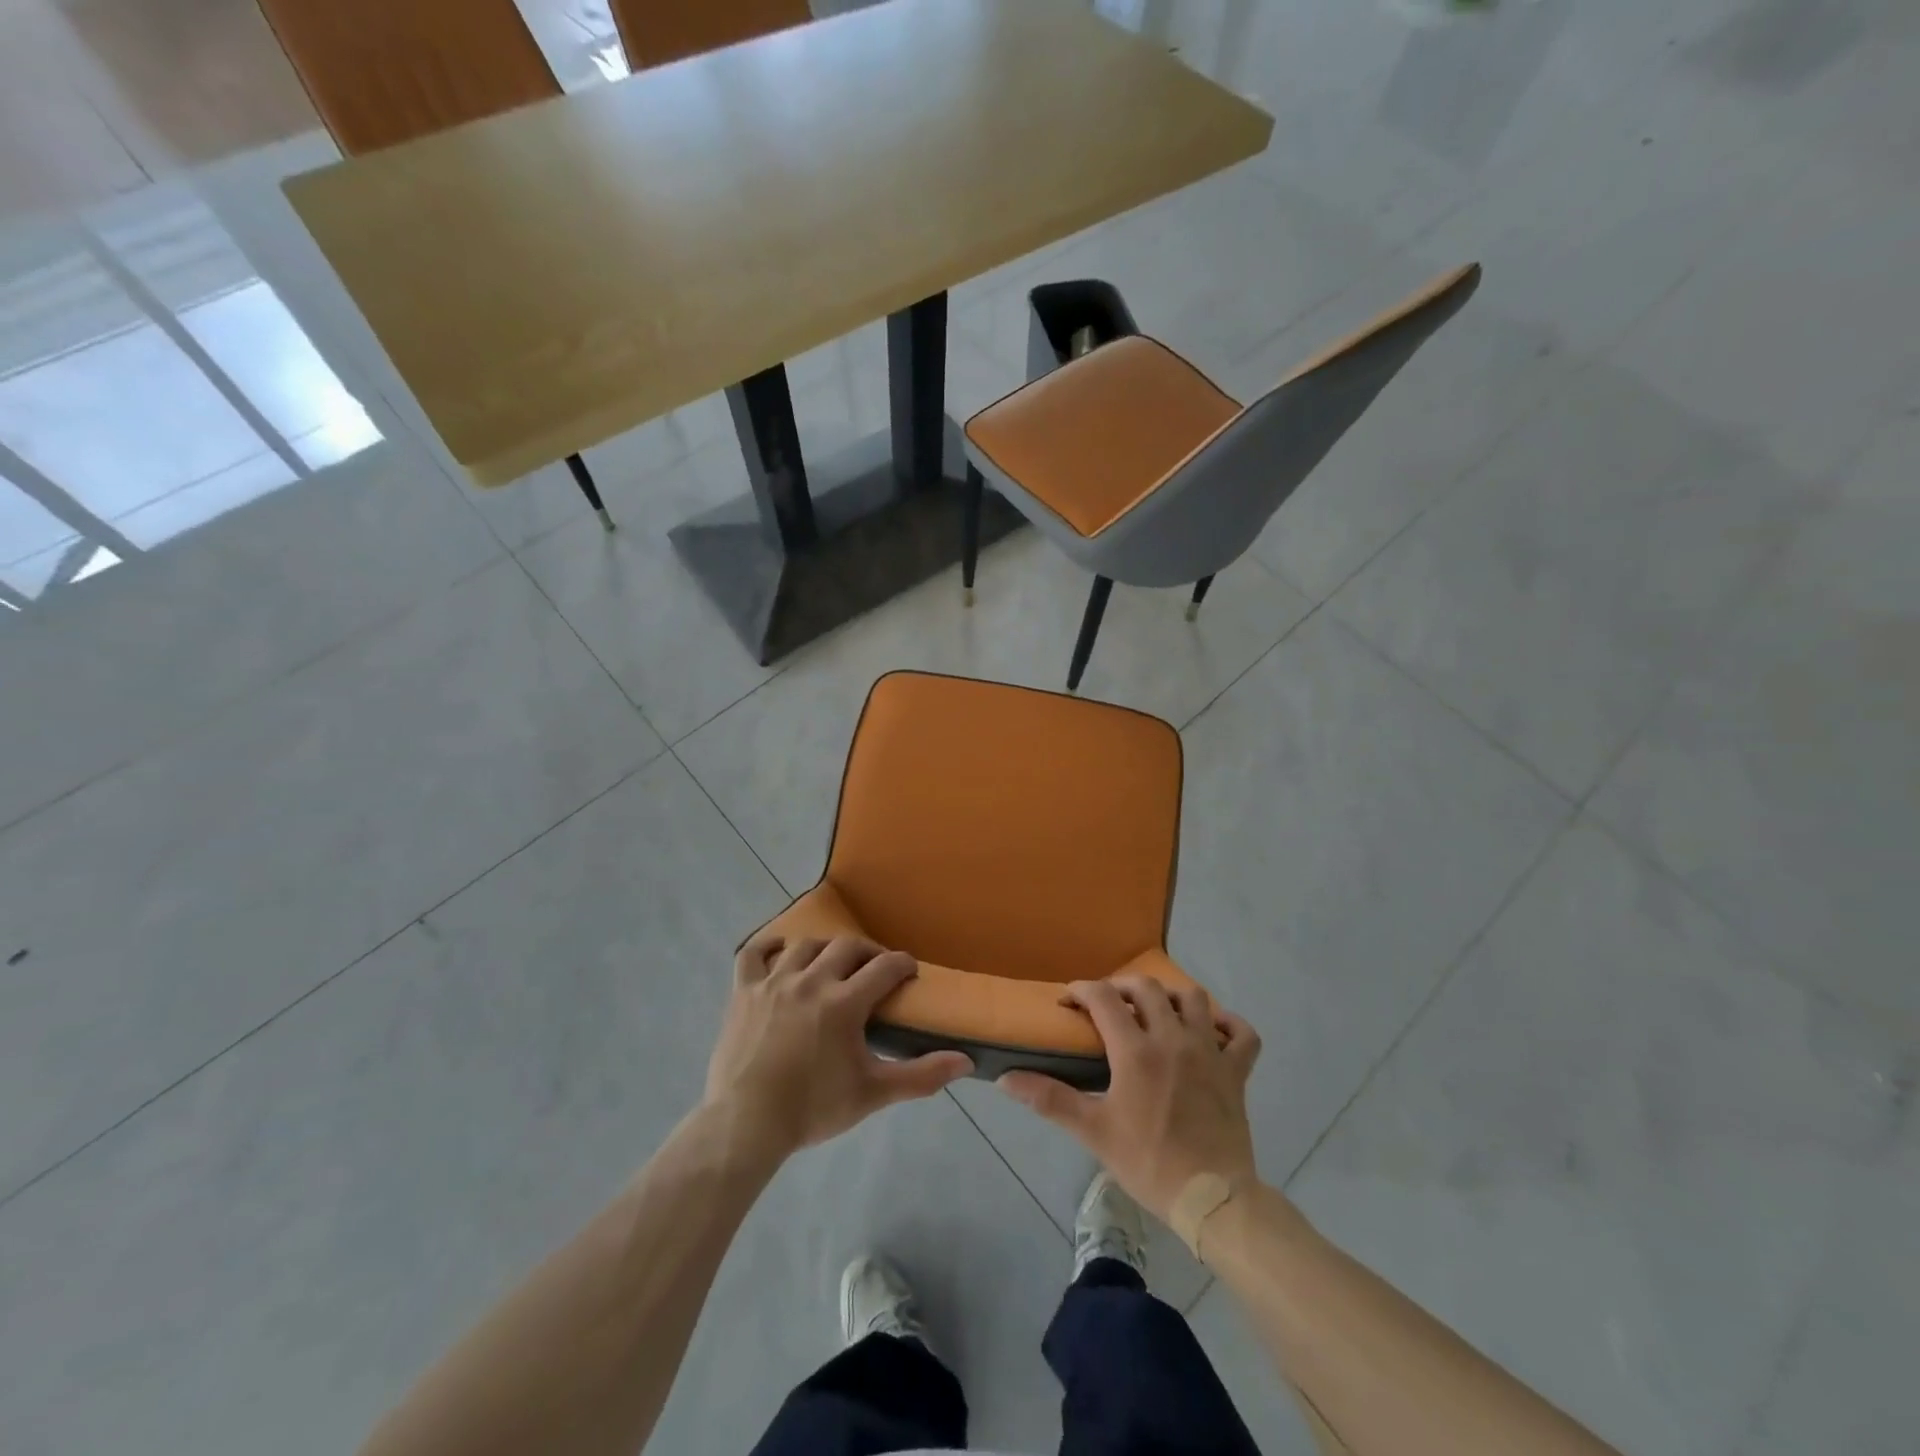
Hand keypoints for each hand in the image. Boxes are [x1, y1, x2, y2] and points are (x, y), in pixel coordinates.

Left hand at [704, 934, 973, 1159]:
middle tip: (875, 970)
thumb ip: (921, 1075)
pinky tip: (781, 950)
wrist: (746, 1124)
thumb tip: (966, 1061)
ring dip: (826, 949)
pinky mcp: (743, 991)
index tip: (910, 972)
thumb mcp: (873, 1093)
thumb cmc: (812, 1108)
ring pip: (805, 945)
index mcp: (844, 1002)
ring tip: (833, 964)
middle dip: (868, 952)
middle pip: (847, 947)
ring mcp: (774, 982)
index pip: (885, 966)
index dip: (903, 964)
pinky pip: (753, 953)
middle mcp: (811, 980)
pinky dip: (768, 945)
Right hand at [999, 974, 1260, 1223]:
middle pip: (1147, 988)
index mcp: (1136, 1051)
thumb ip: (1050, 1099)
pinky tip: (1213, 1030)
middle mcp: (1173, 1039)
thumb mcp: (1093, 1132)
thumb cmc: (1149, 1163)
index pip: (1103, 998)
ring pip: (1194, 999)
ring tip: (1156, 1009)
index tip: (1068, 1001)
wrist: (1212, 1200)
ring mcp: (1209, 1052)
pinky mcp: (1237, 1072)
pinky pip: (1243, 1034)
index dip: (1081, 990)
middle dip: (1122, 986)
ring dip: (1171, 996)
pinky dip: (1229, 1024)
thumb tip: (1006, 1079)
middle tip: (1108, 1002)